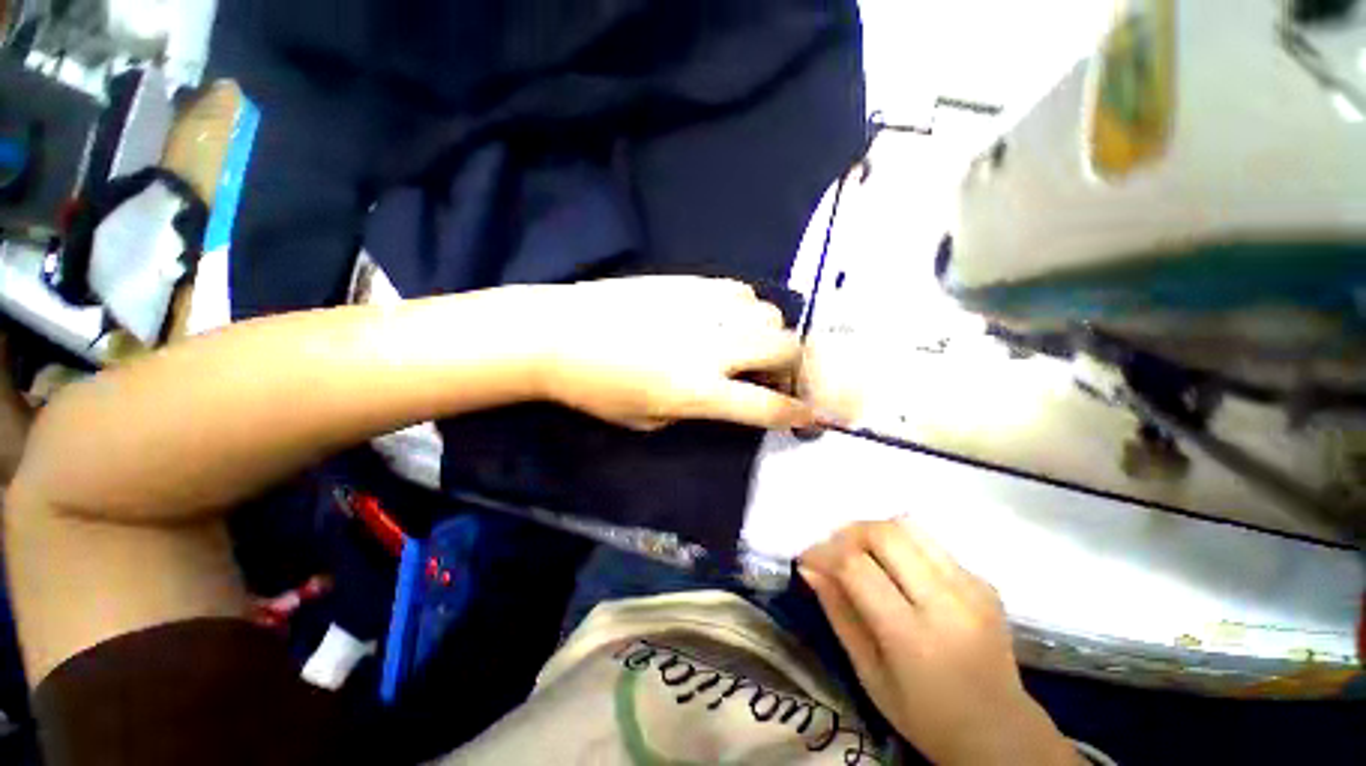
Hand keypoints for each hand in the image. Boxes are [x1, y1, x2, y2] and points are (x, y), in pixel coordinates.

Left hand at [532, 276, 816, 430]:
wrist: (555, 334)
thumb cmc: (595, 389)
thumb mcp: (647, 420)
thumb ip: (696, 407)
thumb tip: (725, 390)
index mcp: (698, 389)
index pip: (766, 405)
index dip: (797, 413)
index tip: (815, 416)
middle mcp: (711, 346)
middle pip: (785, 347)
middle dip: (794, 365)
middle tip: (777, 375)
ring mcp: (703, 307)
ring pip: (768, 312)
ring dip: (769, 333)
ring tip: (748, 344)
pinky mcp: (689, 281)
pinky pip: (740, 291)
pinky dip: (745, 308)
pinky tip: (725, 318)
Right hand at [801, 520, 1076, 765]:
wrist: (1002, 733)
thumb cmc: (925, 717)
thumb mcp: (869, 675)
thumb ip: (838, 614)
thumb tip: (809, 567)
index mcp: (914, 638)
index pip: (857, 567)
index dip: (824, 553)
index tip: (808, 558)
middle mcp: (947, 603)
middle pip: (884, 533)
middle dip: (847, 533)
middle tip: (832, 551)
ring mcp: (972, 587)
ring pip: (908, 526)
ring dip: (873, 531)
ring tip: (860, 553)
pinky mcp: (984, 581)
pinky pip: (930, 543)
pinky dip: (901, 545)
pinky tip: (896, 570)